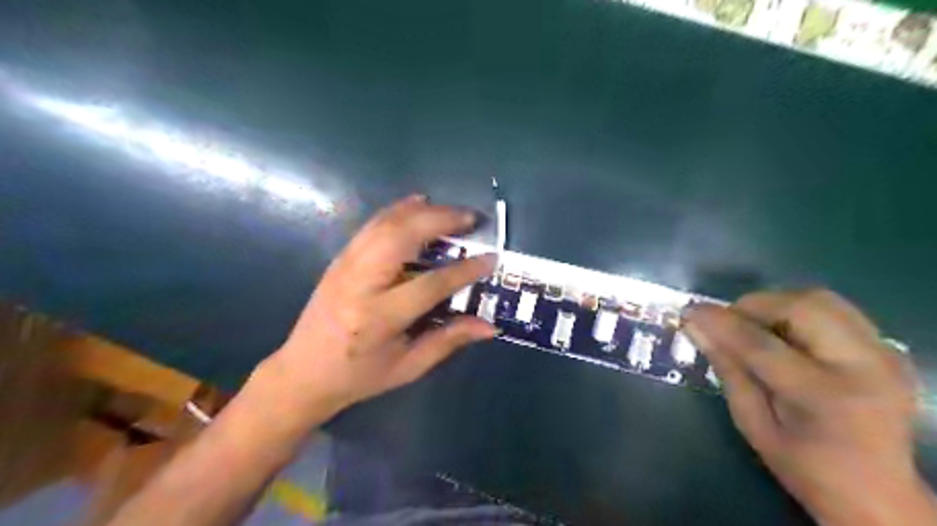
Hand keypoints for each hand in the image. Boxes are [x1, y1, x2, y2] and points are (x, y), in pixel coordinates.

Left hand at [259, 195, 496, 420]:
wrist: (302, 372)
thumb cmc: (359, 375)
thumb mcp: (408, 367)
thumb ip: (449, 341)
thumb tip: (491, 326)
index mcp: (379, 318)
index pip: (430, 284)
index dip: (465, 270)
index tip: (492, 258)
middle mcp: (360, 283)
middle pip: (404, 237)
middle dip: (442, 220)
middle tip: (473, 219)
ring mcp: (346, 265)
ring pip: (387, 223)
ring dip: (424, 211)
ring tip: (453, 211)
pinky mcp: (340, 258)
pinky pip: (373, 224)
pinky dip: (399, 209)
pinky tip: (419, 204)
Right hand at [683, 290, 928, 523]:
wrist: (879, 494)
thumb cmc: (805, 467)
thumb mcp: (753, 424)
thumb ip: (727, 370)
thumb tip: (695, 328)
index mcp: (825, 397)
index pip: (760, 343)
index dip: (720, 322)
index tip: (689, 311)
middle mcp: (864, 367)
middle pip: (801, 307)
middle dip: (753, 305)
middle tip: (727, 320)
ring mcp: (884, 355)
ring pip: (821, 299)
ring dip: (776, 304)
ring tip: (754, 324)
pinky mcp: (889, 350)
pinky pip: (836, 310)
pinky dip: (800, 311)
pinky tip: (785, 333)